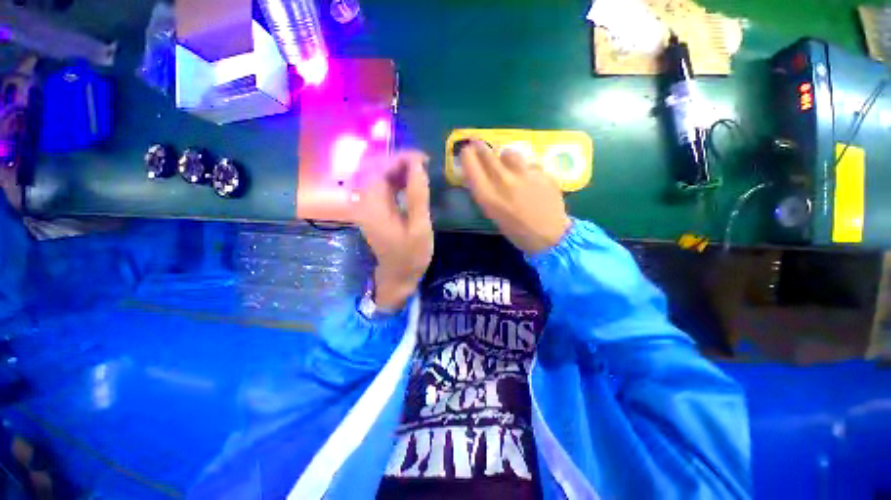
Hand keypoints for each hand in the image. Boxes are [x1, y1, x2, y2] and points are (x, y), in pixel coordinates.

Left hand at [351, 150, 433, 309]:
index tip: (423, 158)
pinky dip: (397, 180)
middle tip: (424, 162)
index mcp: (372, 206)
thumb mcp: (419, 227)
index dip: (401, 159)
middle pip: (377, 170)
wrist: (398, 275)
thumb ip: (417, 196)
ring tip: (420, 169)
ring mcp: (368, 206)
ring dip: (399, 170)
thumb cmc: (411, 255)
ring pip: (380, 177)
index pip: (380, 170)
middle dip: (400, 161)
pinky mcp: (374, 210)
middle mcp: (364, 202)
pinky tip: (411, 181)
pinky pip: (383, 187)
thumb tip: (417, 165)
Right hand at [461, 140, 570, 253]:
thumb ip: (485, 192)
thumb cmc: (516, 230)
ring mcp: (524, 174)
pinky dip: (525, 169)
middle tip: (478, 144)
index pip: (470, 164)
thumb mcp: (493, 213)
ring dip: (505, 157)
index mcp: (487, 196)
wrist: (549, 235)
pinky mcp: (542, 172)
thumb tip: (479, 173)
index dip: (466, 155)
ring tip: (508, 164)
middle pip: (487, 153)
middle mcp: (503, 181)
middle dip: (480, 147)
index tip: (466, 151)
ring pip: (509, 153)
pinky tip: (530, 180)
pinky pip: (528, 163)